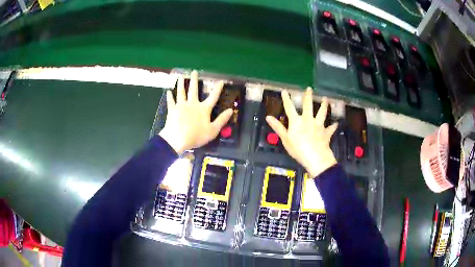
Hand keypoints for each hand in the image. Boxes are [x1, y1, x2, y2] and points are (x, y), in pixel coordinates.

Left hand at [159, 71, 232, 153]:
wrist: (177, 139)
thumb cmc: (196, 136)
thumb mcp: (213, 130)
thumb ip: (222, 119)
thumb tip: (231, 110)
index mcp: (203, 109)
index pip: (213, 97)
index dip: (217, 89)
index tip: (220, 81)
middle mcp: (192, 104)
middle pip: (194, 90)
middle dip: (194, 80)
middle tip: (194, 71)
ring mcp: (181, 105)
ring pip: (181, 92)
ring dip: (181, 84)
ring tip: (180, 77)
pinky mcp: (172, 109)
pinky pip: (170, 101)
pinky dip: (169, 96)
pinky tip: (168, 91)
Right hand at [266, 88, 337, 177]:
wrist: (315, 157)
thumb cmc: (298, 149)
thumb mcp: (285, 139)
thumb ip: (278, 127)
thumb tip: (268, 117)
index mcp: (296, 121)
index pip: (289, 107)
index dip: (286, 99)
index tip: (285, 90)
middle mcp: (308, 120)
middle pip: (308, 105)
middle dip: (308, 96)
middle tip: (309, 88)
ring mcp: (318, 125)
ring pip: (322, 113)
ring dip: (324, 105)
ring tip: (325, 99)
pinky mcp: (326, 132)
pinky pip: (330, 128)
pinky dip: (333, 126)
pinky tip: (336, 124)